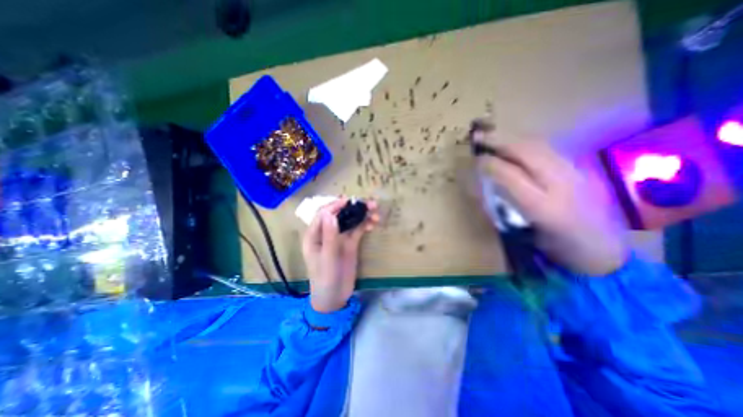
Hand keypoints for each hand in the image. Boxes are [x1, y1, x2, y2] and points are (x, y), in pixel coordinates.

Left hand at [302, 198, 378, 311]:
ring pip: (350, 221)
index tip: (351, 201)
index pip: (324, 214)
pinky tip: (373, 223)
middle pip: (339, 214)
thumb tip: (331, 214)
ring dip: (362, 215)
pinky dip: (365, 225)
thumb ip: (329, 236)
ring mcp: (339, 238)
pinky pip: (357, 230)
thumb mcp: (327, 258)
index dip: (336, 205)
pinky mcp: (349, 244)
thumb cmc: (325, 279)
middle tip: (369, 204)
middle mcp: (326, 233)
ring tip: (375, 211)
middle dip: (353, 207)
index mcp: (314, 235)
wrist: (334, 298)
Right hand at [469, 118, 625, 276]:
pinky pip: (547, 147)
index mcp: (543, 206)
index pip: (511, 175)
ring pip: (538, 145)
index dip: (491, 164)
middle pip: (527, 152)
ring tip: (493, 134)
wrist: (601, 247)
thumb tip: (488, 184)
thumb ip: (507, 208)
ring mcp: (572, 171)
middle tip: (478, 135)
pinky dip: (526, 140)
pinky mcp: (577, 167)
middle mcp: (560, 183)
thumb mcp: (525, 232)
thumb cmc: (555, 244)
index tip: (475, 160)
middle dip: (500, 140)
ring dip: (512, 136)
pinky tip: (515, 141)